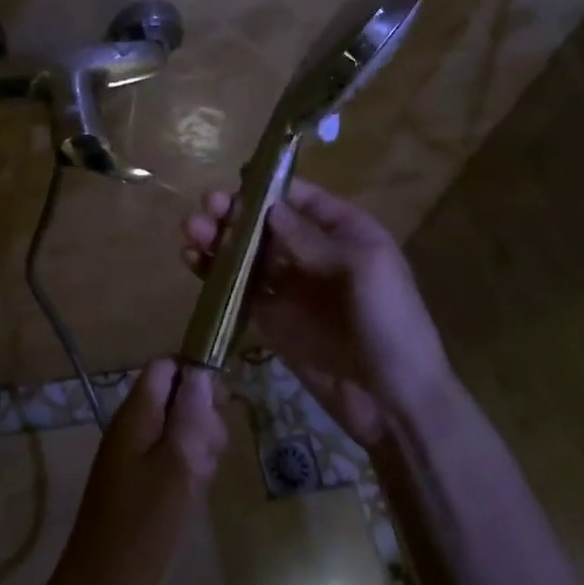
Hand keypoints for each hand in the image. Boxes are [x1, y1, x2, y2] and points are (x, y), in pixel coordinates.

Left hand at [53, 359, 228, 584]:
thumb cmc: (142, 525)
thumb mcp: (176, 466)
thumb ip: (189, 417)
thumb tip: (200, 373)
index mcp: (135, 415)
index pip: (164, 368)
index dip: (195, 376)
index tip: (221, 405)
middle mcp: (131, 428)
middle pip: (173, 398)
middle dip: (201, 417)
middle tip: (212, 451)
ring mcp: (132, 456)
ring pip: (175, 431)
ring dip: (197, 446)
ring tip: (202, 478)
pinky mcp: (137, 484)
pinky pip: (168, 459)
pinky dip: (186, 469)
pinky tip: (194, 494)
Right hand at [180, 178, 454, 447]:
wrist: (393, 401)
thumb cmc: (389, 323)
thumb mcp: (362, 269)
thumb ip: (311, 239)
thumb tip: (268, 208)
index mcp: (345, 233)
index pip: (302, 199)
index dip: (268, 188)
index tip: (235, 183)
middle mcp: (314, 254)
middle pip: (266, 224)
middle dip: (235, 213)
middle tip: (206, 207)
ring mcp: (290, 287)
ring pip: (247, 253)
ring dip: (218, 239)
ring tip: (190, 231)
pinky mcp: (270, 317)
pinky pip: (238, 288)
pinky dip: (214, 274)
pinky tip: (192, 261)